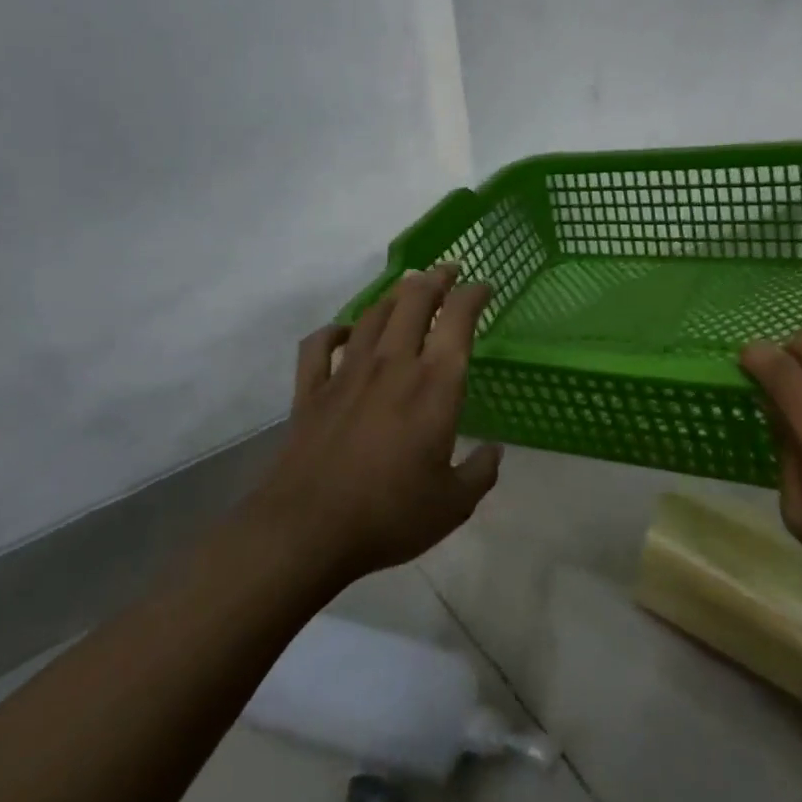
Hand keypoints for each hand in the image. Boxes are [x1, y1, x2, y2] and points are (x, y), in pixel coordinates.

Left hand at [256, 266, 501, 585]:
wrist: (307, 530)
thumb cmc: (390, 514)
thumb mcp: (453, 504)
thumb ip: (480, 473)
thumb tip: (494, 451)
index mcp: (434, 385)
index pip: (458, 320)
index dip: (474, 295)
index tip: (484, 287)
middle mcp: (392, 364)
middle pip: (414, 301)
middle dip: (435, 278)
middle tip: (448, 271)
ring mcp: (347, 373)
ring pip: (372, 314)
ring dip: (394, 295)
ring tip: (407, 288)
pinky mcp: (311, 390)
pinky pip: (318, 345)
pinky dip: (333, 331)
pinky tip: (343, 331)